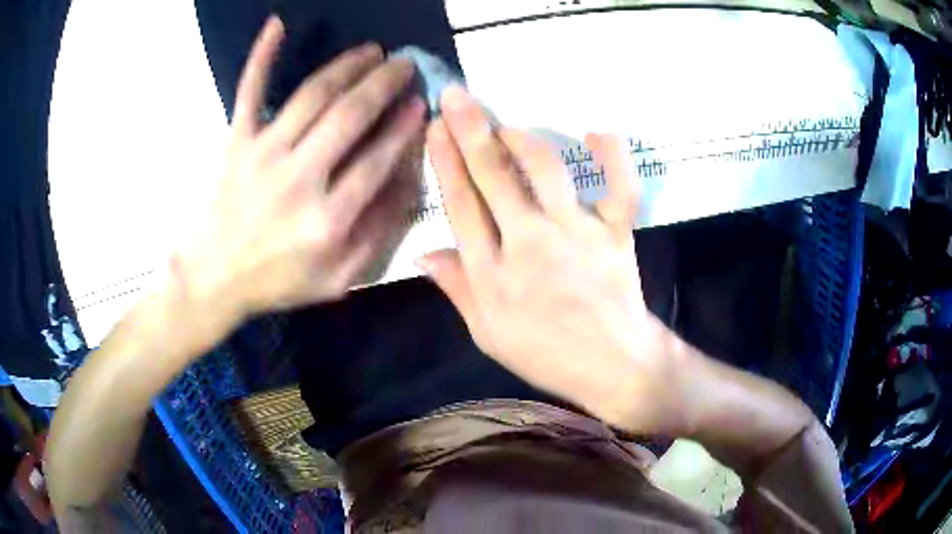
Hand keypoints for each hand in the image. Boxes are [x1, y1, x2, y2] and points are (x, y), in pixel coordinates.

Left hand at [179, 17, 425, 324]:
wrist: (214, 278)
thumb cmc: (277, 280)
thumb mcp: (338, 279)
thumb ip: (377, 232)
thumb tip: (408, 181)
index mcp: (328, 219)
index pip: (377, 159)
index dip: (404, 127)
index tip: (421, 104)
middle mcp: (298, 179)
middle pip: (349, 116)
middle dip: (383, 83)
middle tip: (405, 64)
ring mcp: (263, 154)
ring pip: (312, 95)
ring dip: (347, 66)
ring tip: (371, 51)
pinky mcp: (236, 143)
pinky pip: (250, 91)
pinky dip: (262, 56)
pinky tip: (277, 24)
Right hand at [421, 87, 688, 433]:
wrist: (614, 366)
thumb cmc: (546, 354)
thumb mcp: (488, 335)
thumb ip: (457, 289)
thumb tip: (423, 253)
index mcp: (494, 275)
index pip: (461, 205)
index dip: (445, 162)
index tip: (435, 128)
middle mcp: (531, 245)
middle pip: (494, 177)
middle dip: (471, 130)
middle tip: (456, 96)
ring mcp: (578, 235)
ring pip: (546, 171)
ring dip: (522, 139)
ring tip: (506, 123)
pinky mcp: (617, 234)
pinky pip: (620, 188)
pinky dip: (613, 157)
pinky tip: (597, 132)